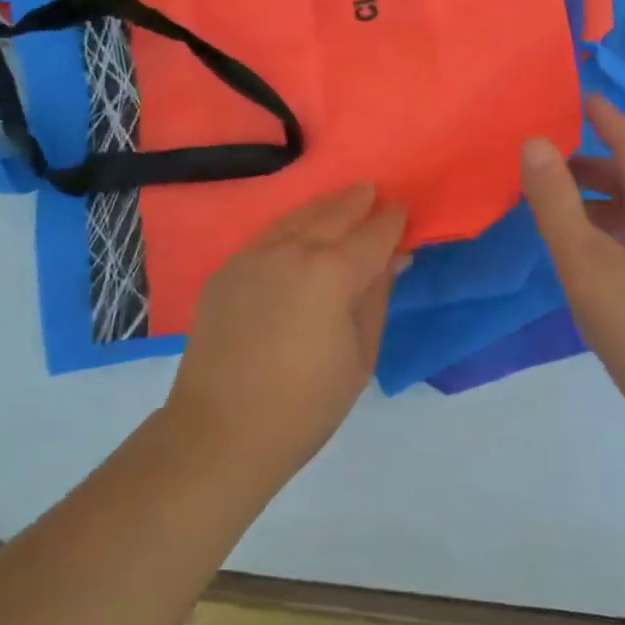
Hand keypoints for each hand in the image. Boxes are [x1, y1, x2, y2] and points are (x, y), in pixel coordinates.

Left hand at [165, 185, 406, 485]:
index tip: (403, 209)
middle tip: (372, 192)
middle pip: (334, 213)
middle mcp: (293, 250)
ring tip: (342, 201)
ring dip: (324, 207)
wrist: (221, 432)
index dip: (392, 221)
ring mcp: (254, 256)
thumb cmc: (306, 405)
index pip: (373, 234)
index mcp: (332, 272)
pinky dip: (291, 226)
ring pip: (297, 217)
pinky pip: (268, 236)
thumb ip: (377, 297)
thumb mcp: (360, 356)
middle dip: (357, 201)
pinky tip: (298, 231)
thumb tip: (393, 259)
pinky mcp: (227, 269)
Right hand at [521, 94, 624, 436]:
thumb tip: (535, 143)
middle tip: (550, 160)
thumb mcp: (584, 259)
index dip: (609, 120)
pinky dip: (606, 225)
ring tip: (556, 203)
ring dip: (598, 197)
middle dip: (593, 163)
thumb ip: (555, 201)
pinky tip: (582, 250)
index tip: (584, 97)